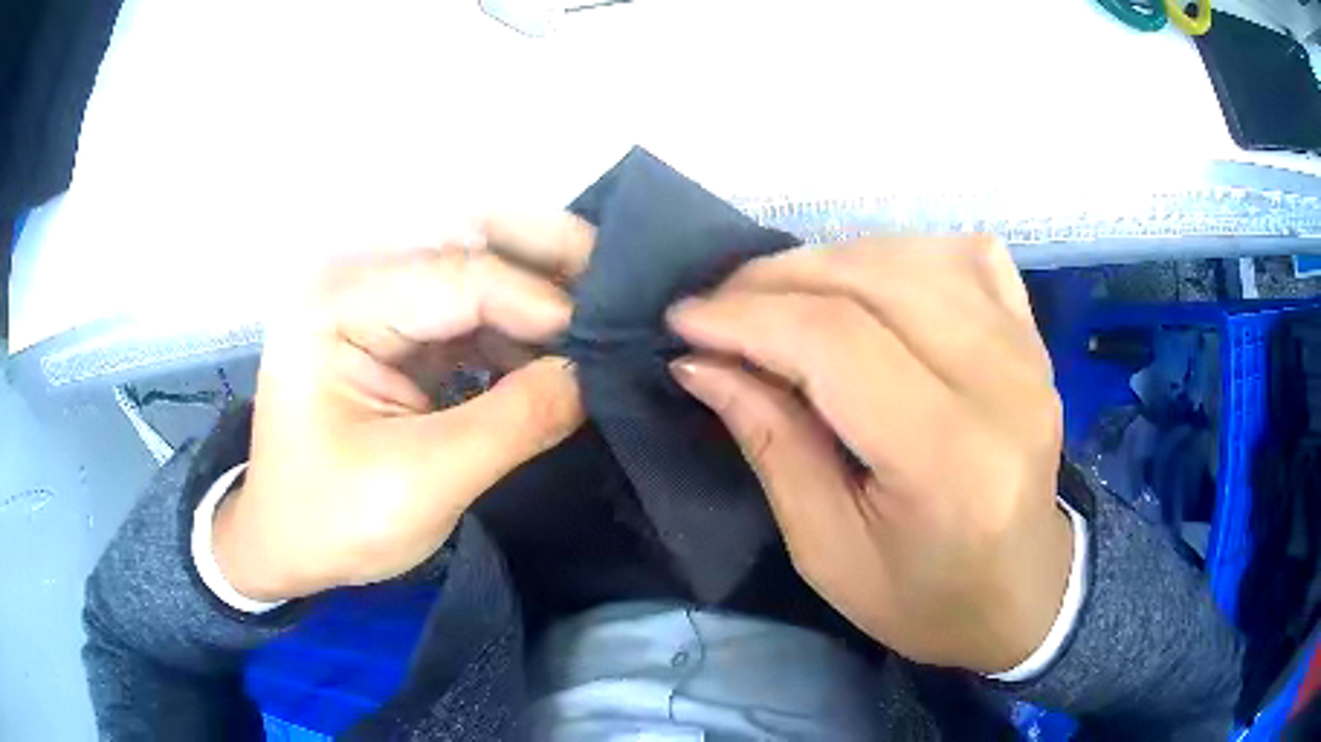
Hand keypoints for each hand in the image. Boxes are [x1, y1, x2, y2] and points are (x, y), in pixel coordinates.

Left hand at [213, 215, 595, 601]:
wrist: (283, 546)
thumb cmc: (332, 520)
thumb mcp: (422, 482)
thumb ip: (513, 421)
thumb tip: (593, 375)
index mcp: (338, 303)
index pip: (457, 276)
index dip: (539, 301)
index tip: (605, 339)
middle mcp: (356, 283)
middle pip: (466, 251)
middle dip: (546, 267)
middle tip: (620, 286)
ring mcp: (374, 306)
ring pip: (474, 278)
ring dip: (537, 302)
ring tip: (598, 328)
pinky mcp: (392, 335)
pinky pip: (466, 316)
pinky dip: (514, 333)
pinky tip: (554, 356)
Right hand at [667, 236, 1071, 673]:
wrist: (1020, 595)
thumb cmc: (923, 598)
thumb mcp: (827, 551)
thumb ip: (771, 444)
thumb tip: (700, 362)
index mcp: (950, 461)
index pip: (837, 344)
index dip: (748, 318)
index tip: (684, 321)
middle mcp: (1003, 386)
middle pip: (874, 281)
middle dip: (776, 279)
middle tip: (719, 304)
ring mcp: (1029, 352)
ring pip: (914, 255)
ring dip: (831, 261)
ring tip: (780, 296)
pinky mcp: (1035, 338)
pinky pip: (968, 256)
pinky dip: (905, 253)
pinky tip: (874, 284)